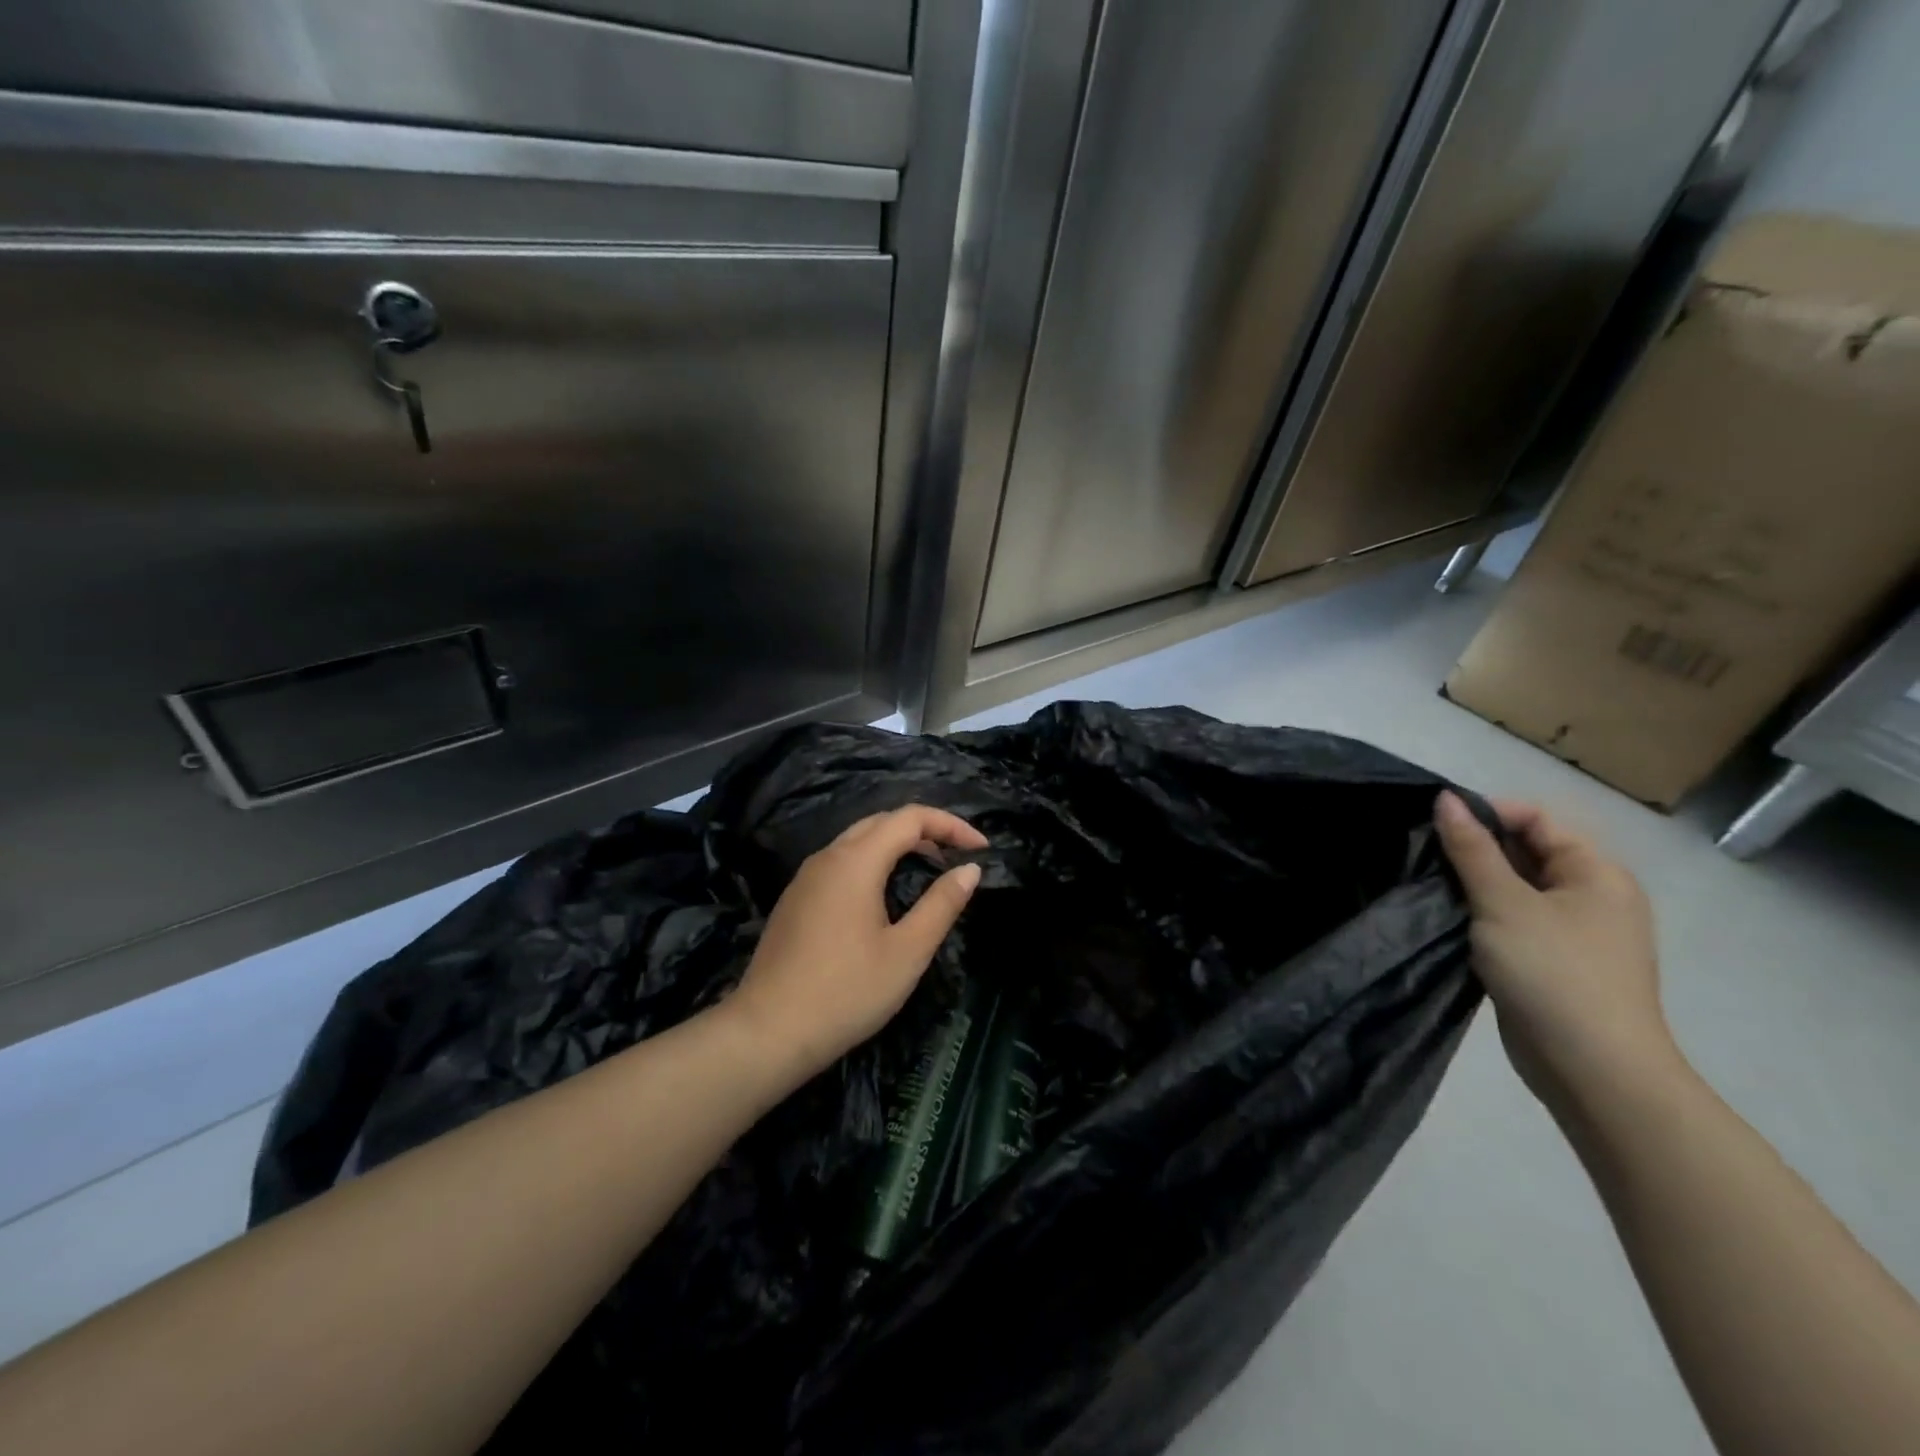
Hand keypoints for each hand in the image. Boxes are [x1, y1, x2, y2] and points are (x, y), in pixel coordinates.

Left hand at [723, 805, 986, 1082]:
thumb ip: (942, 904)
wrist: (767, 1031)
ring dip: (897, 845)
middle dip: (925, 830)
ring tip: (928, 872)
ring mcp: (806, 877)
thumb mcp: (907, 952)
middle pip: (882, 821)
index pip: (910, 818)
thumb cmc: (847, 992)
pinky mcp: (795, 899)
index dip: (950, 825)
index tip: (981, 849)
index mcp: (856, 861)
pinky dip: (872, 862)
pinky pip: (840, 862)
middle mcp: (828, 857)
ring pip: (858, 841)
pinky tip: (884, 896)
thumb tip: (969, 869)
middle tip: (956, 857)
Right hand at [1433, 791, 1681, 1121]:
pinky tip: (1448, 917)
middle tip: (1423, 854)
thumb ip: (1471, 849)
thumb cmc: (1554, 974)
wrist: (1593, 1070)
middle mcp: (1591, 895)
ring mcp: (1572, 930)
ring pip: (1514, 887)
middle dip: (1475, 848)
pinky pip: (1511, 919)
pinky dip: (1481, 913)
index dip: (1486, 813)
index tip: (1435, 824)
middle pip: (1525, 850)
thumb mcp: (1504, 903)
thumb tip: (1446, 798)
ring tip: (1428, 883)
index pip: (1536, 819)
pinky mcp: (1551, 960)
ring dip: (1473, 882)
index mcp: (1595, 872)